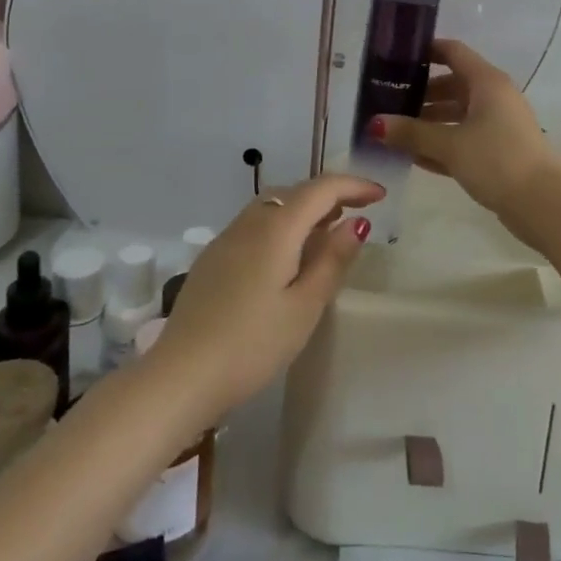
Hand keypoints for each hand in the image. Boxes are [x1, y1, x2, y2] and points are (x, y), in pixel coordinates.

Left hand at [150, 175, 383, 421]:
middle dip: (330, 194)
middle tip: (358, 212)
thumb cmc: (252, 345)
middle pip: (296, 192)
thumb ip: (332, 260)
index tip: (380, 195)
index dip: (354, 185)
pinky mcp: (213, 257)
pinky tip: (287, 255)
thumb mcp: (304, 307)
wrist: (180, 375)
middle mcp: (250, 222)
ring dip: (304, 209)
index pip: (322, 189)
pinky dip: (282, 225)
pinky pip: (256, 224)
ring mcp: (227, 238)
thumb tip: (356, 222)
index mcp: (276, 228)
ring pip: (273, 206)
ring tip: (327, 231)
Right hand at [371, 39, 560, 227]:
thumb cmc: (497, 160)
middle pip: (452, 85)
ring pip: (457, 114)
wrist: (544, 204)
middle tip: (386, 102)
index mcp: (486, 82)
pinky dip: (442, 143)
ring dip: (428, 121)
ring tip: (393, 132)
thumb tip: (375, 124)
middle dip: (420, 93)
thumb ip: (411, 132)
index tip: (394, 58)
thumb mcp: (449, 144)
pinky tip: (414, 157)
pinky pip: (463, 138)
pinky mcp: (499, 151)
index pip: (453, 52)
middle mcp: (494, 97)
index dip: (426, 51)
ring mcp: (498, 125)